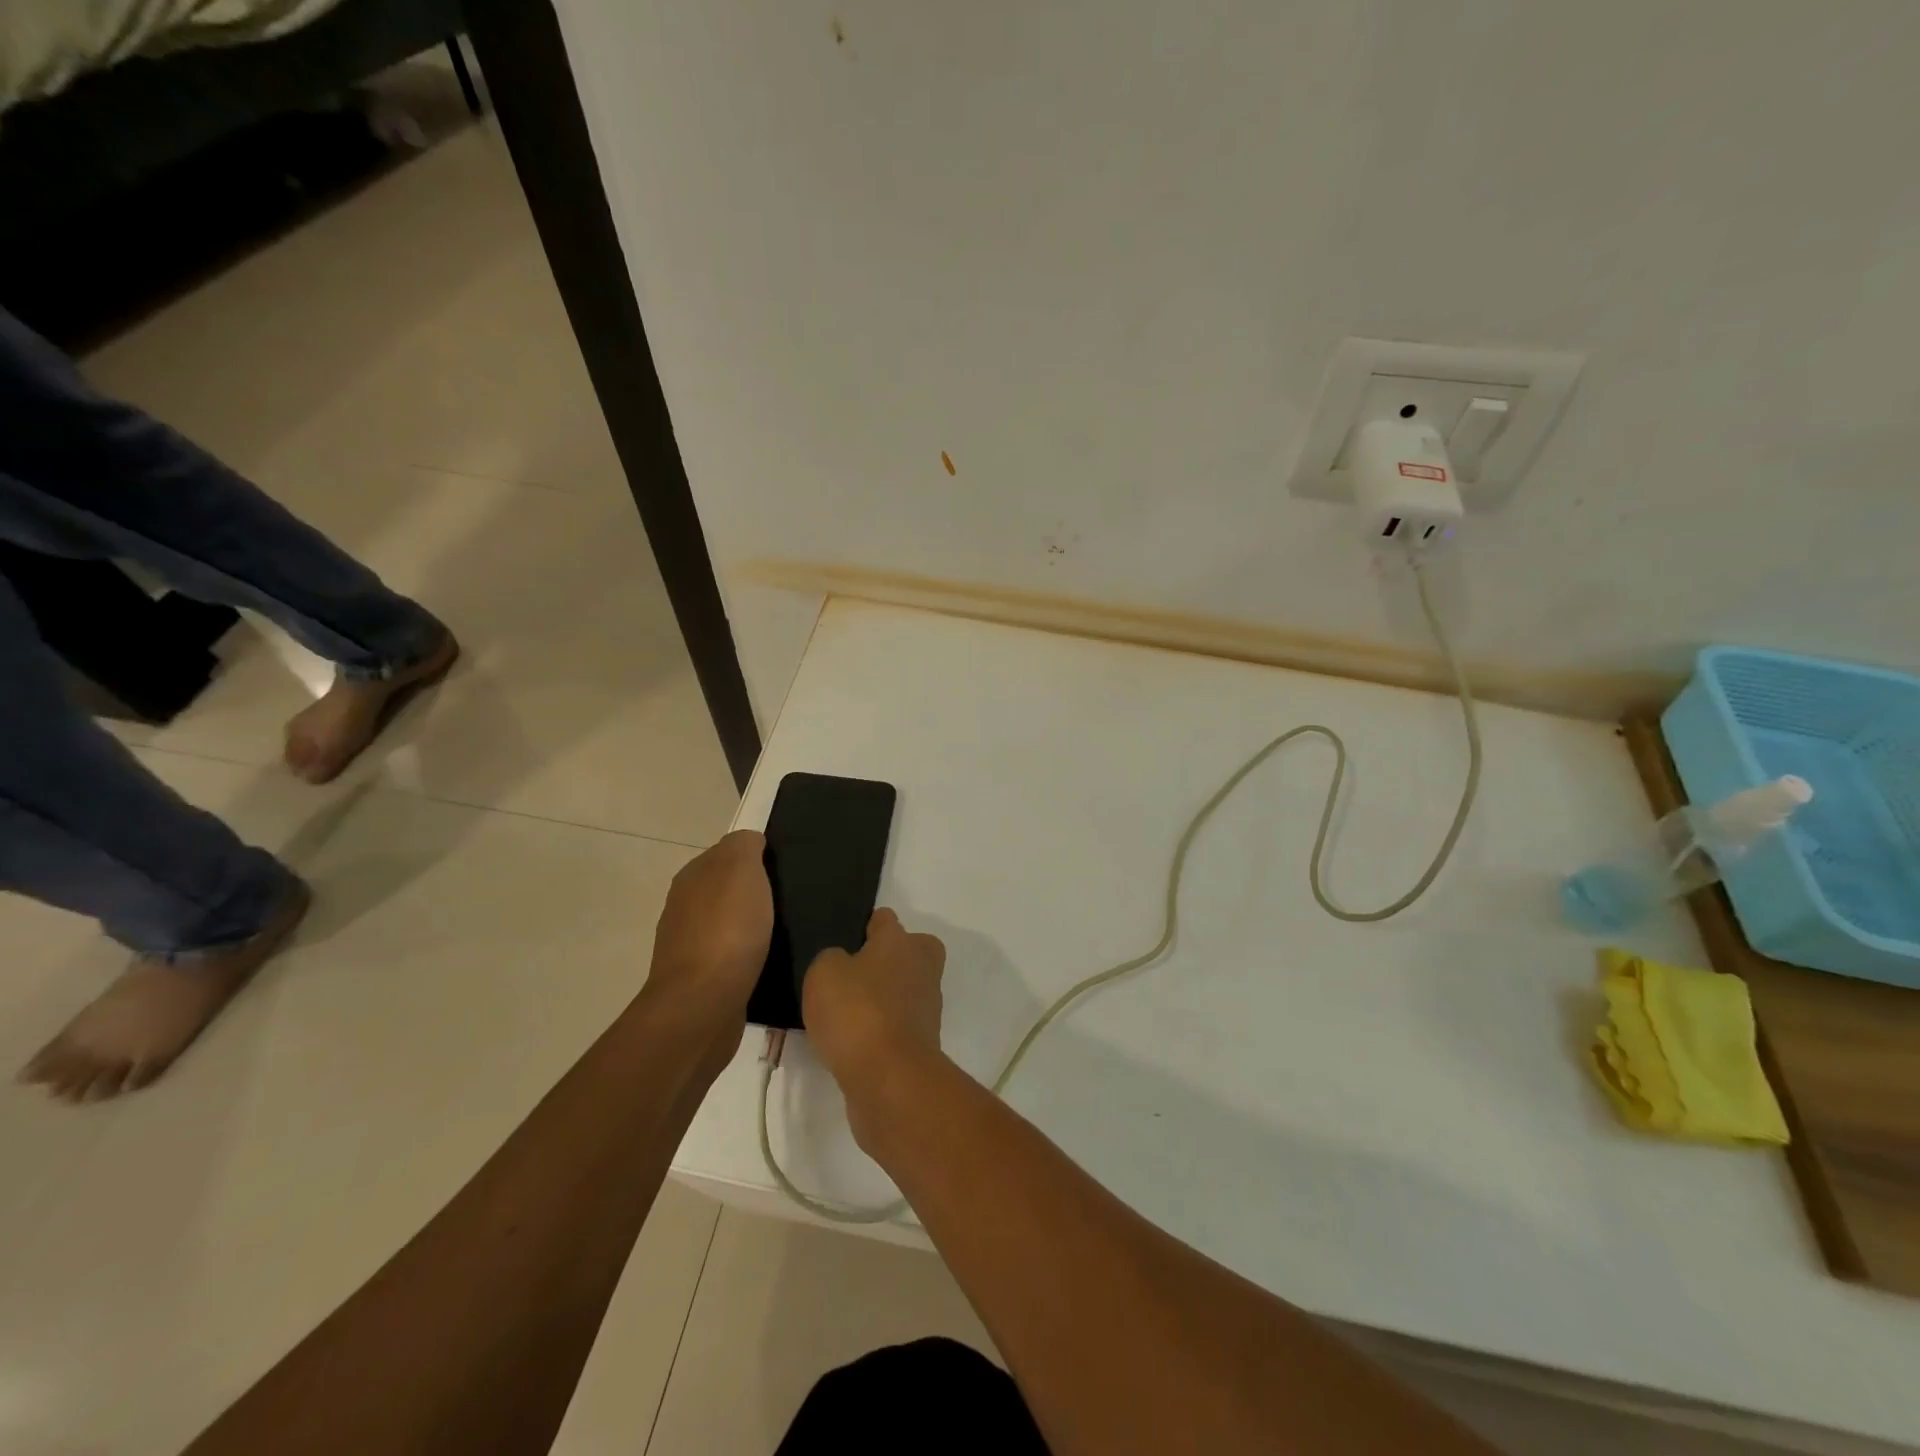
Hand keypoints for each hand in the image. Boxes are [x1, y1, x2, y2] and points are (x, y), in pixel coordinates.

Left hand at [646, 831, 772, 1037]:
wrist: (703, 1004)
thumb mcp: (742, 870)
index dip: (755, 856)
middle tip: (790, 898)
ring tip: (784, 930)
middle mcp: (684, 907)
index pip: (726, 853)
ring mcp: (689, 946)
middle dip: (753, 892)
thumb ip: (745, 846)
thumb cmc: (727, 930)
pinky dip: (748, 955)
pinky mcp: (701, 980)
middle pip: (725, 889)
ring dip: (750, 925)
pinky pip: (731, 956)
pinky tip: (768, 960)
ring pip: (728, 923)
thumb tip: (751, 841)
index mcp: (692, 877)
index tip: (784, 867)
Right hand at [802, 909, 945, 1148]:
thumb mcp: (824, 972)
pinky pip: (898, 1023)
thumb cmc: (856, 1012)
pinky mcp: (922, 1042)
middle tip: (850, 976)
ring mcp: (926, 1006)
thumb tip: (844, 965)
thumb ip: (832, 959)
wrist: (888, 1078)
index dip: (864, 927)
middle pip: (908, 951)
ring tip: (843, 1014)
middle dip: (886, 960)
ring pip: (904, 989)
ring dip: (883, 998)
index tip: (844, 943)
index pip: (884, 919)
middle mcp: (921, 967)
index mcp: (901, 941)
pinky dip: (881, 1029)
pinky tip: (852, 1041)